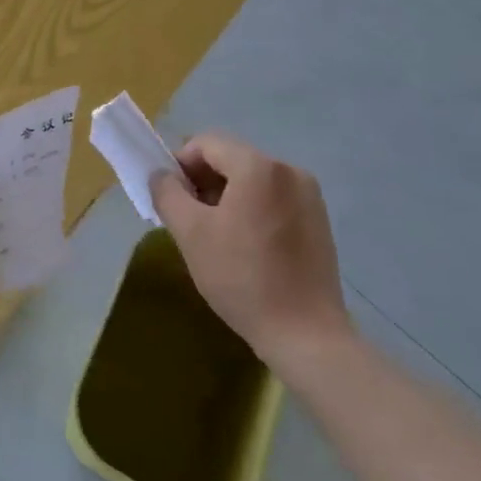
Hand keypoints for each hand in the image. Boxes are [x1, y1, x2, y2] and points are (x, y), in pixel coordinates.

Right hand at [149, 132, 349, 359]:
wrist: (306, 336)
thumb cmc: (243, 278)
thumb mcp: (191, 234)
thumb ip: (167, 193)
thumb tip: (161, 175)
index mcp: (258, 167)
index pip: (206, 144)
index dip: (180, 164)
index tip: (171, 198)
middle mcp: (288, 170)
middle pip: (231, 159)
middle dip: (204, 181)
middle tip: (189, 218)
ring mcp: (308, 195)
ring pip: (252, 179)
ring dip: (227, 196)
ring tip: (216, 235)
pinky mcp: (319, 220)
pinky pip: (274, 198)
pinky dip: (252, 209)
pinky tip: (246, 246)